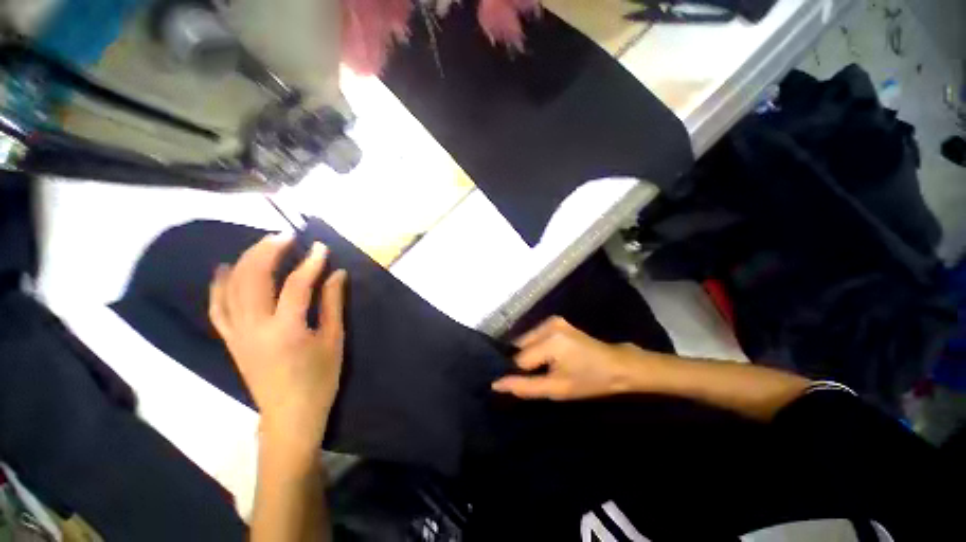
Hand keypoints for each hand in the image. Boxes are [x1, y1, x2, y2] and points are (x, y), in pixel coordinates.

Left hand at [209, 233, 347, 457]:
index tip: (321, 247)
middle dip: (268, 252)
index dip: (310, 263)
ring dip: (246, 261)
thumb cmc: (319, 379)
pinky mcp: (231, 340)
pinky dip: (219, 285)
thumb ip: (332, 304)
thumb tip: (337, 274)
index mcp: (285, 330)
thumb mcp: (333, 340)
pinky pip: (218, 307)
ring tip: (262, 244)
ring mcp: (237, 334)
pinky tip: (225, 269)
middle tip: (285, 236)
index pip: (296, 285)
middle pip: (254, 279)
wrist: (289, 416)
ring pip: (233, 288)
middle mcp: (254, 328)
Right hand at [492, 317, 652, 400]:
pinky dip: (536, 346)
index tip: (533, 381)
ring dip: (530, 354)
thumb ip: (524, 387)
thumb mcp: (557, 389)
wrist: (617, 365)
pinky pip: (535, 335)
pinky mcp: (556, 320)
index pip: (519, 359)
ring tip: (546, 366)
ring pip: (526, 340)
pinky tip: (549, 356)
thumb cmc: (589, 381)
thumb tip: (496, 384)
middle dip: (524, 361)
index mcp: (550, 341)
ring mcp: (552, 320)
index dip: (522, 373)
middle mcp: (547, 324)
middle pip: (520, 346)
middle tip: (542, 374)